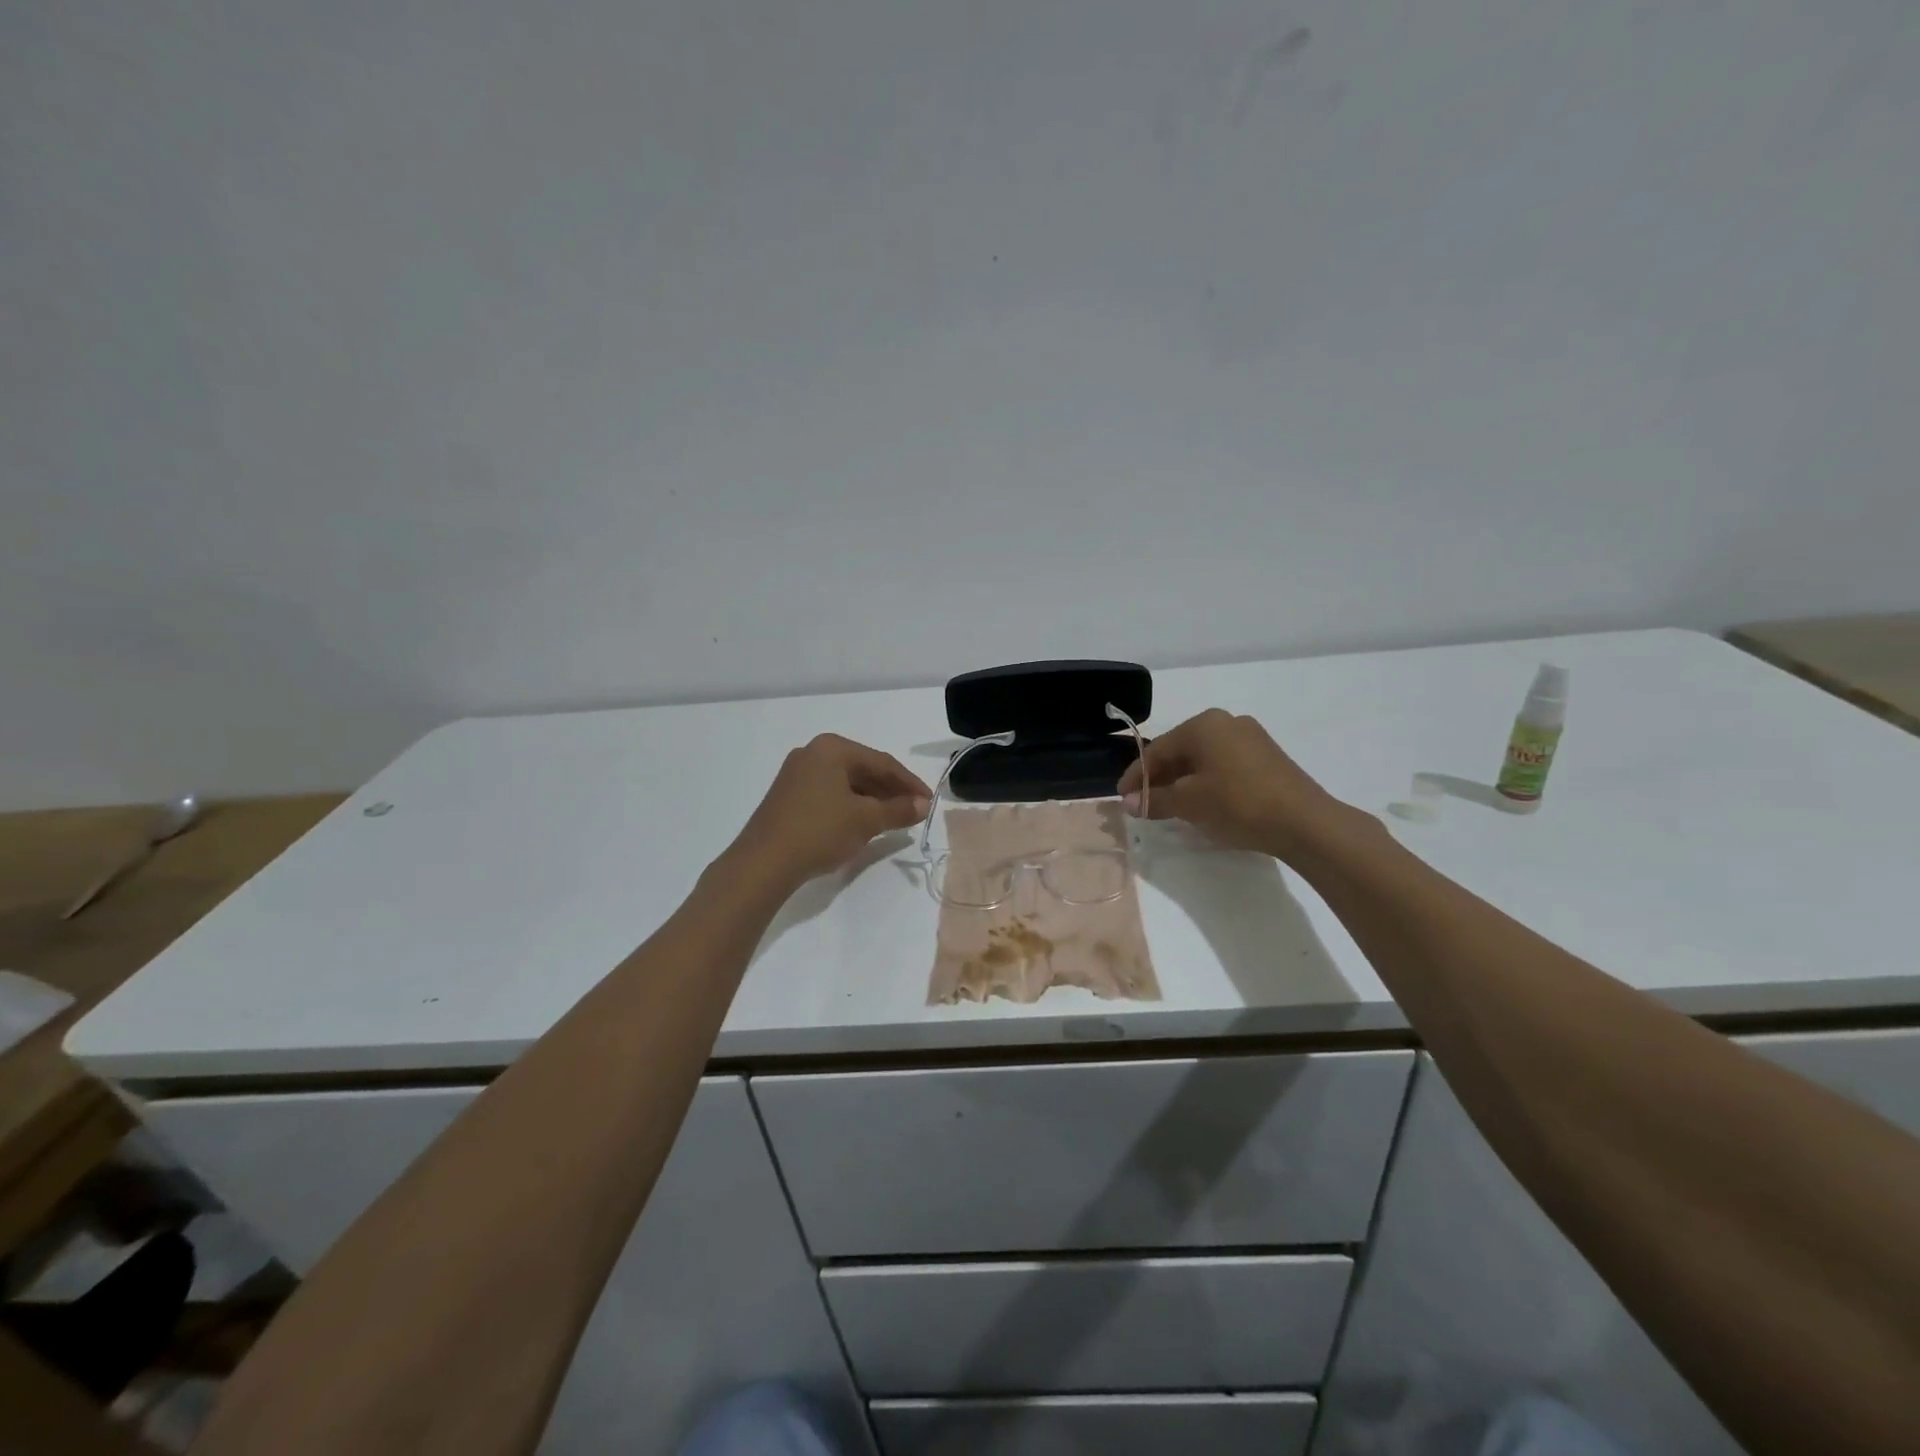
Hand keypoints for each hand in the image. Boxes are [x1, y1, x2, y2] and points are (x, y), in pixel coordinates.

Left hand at [727, 734, 931, 886]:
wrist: (763, 863)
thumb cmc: (819, 831)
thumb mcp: (866, 820)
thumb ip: (898, 810)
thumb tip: (923, 805)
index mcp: (832, 748)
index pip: (882, 762)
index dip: (909, 783)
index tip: (929, 802)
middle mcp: (813, 753)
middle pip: (863, 770)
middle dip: (890, 791)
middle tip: (914, 812)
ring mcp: (797, 774)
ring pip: (846, 783)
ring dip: (872, 800)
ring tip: (893, 820)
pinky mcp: (788, 796)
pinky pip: (830, 794)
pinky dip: (851, 807)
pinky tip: (863, 824)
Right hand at [1116, 708, 1345, 858]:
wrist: (1304, 822)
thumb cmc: (1238, 804)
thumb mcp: (1189, 803)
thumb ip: (1155, 800)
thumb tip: (1127, 802)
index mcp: (1203, 725)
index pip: (1157, 750)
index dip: (1136, 776)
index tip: (1122, 797)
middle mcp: (1225, 722)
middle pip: (1180, 751)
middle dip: (1159, 778)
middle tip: (1143, 803)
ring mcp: (1250, 737)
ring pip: (1203, 759)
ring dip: (1183, 781)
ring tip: (1170, 806)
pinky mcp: (1267, 757)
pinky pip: (1224, 765)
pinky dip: (1207, 781)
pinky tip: (1202, 802)